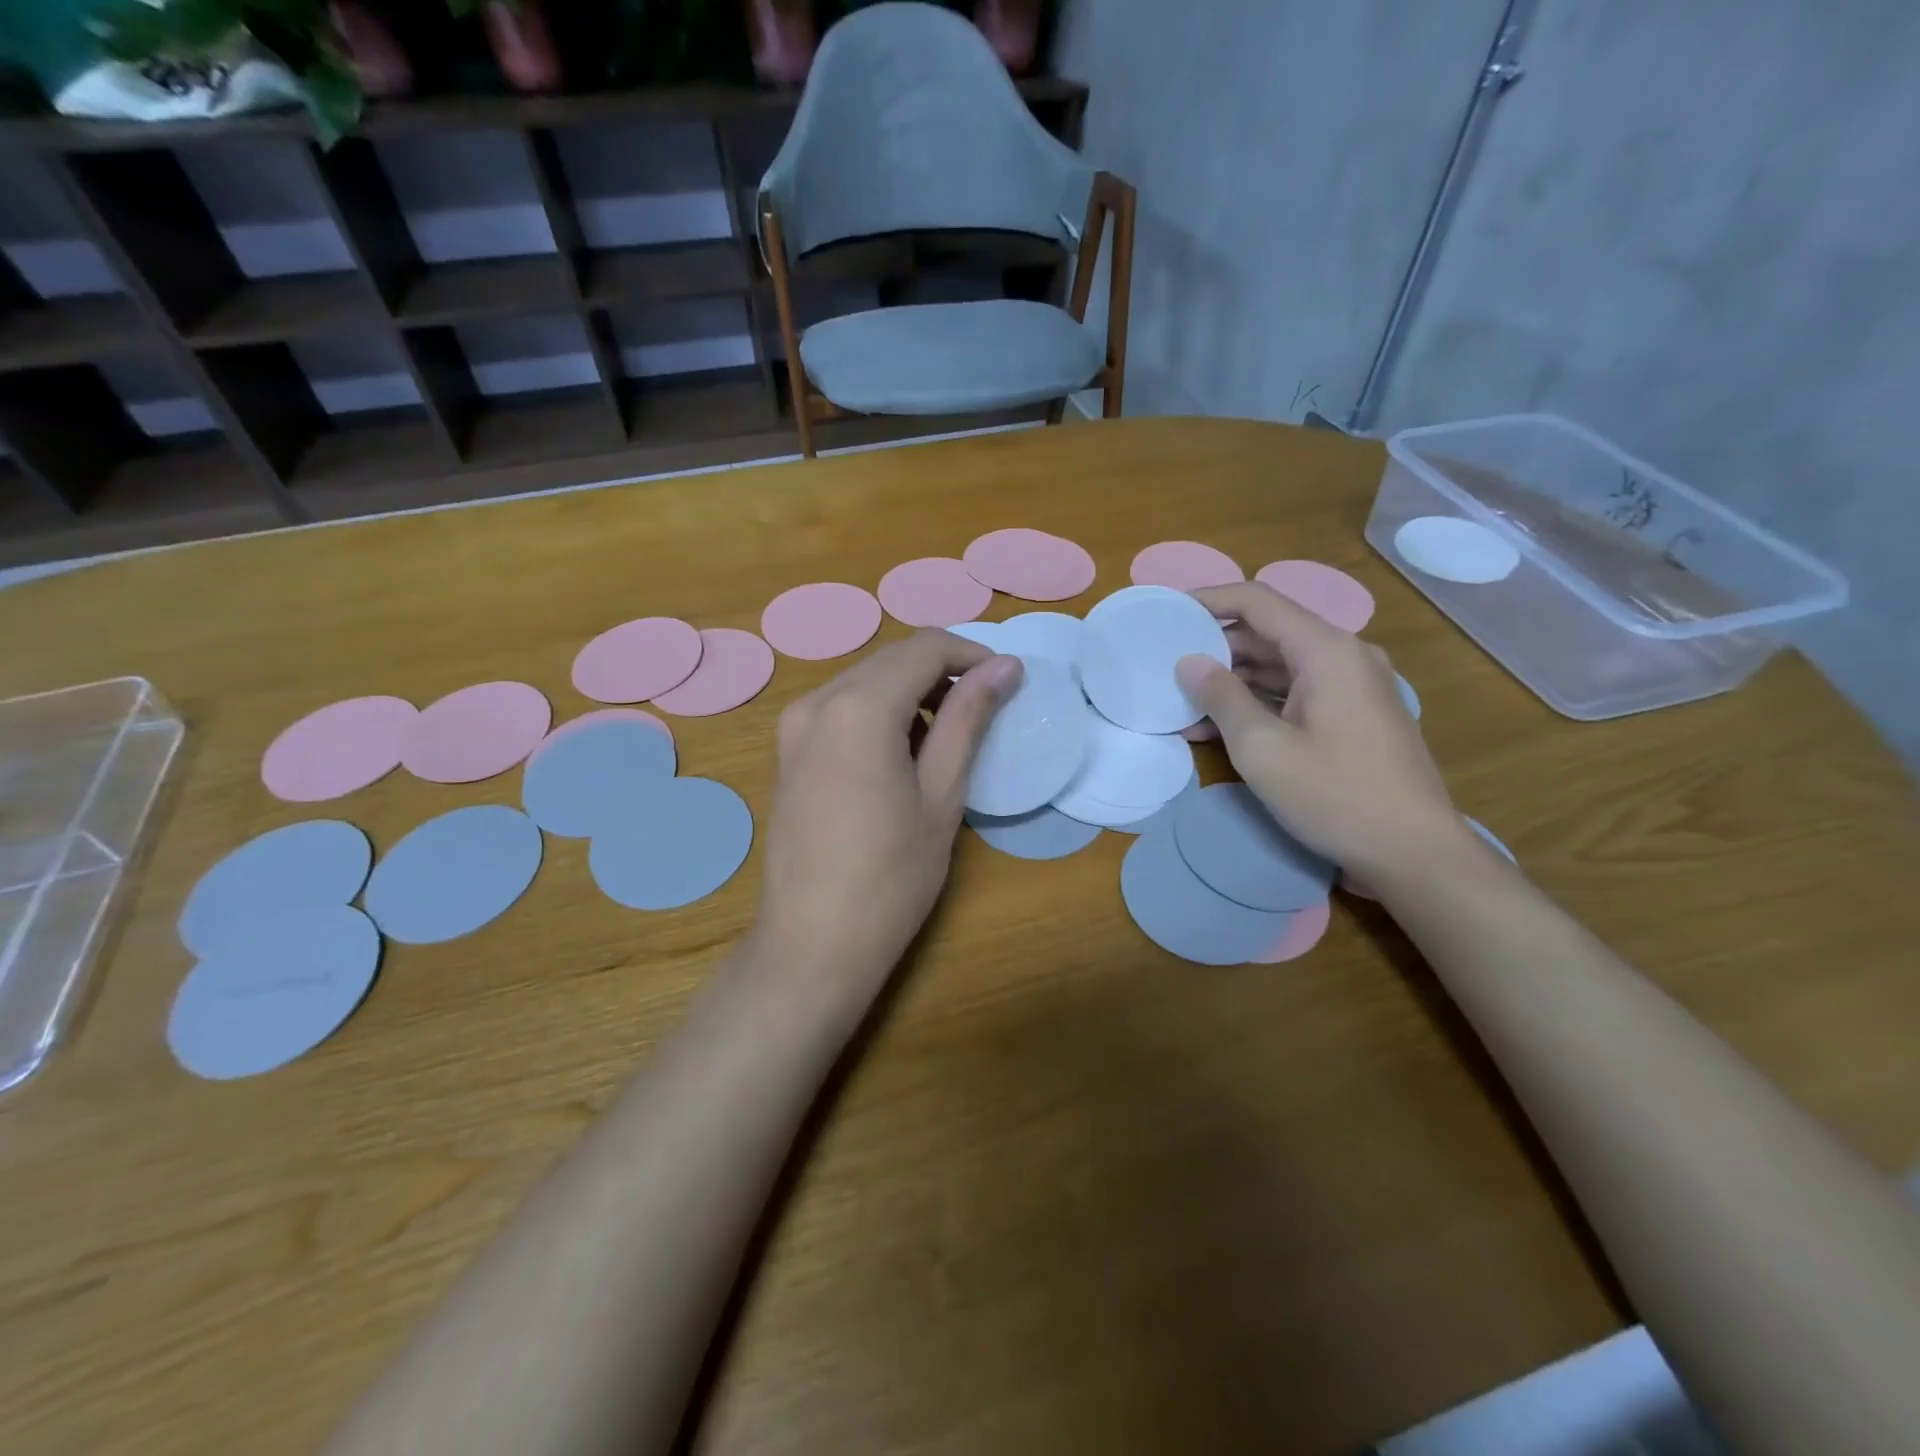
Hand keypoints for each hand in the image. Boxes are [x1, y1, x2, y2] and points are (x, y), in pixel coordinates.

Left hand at [753, 630, 1021, 1007]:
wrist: (813, 942)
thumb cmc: (891, 876)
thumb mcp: (942, 794)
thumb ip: (968, 719)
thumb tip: (1004, 666)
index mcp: (859, 707)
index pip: (925, 648)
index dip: (972, 655)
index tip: (1006, 681)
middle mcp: (817, 701)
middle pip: (892, 659)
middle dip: (942, 673)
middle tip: (981, 712)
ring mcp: (794, 726)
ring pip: (865, 681)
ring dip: (910, 693)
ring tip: (942, 741)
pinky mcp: (787, 751)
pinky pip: (840, 708)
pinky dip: (878, 713)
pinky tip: (898, 757)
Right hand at [1175, 582, 1467, 878]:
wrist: (1414, 853)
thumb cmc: (1335, 795)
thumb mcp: (1262, 749)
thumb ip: (1222, 698)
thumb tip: (1189, 662)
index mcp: (1327, 651)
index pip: (1258, 601)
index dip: (1209, 601)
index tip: (1168, 612)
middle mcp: (1344, 657)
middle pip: (1268, 633)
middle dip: (1215, 648)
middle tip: (1166, 666)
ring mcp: (1352, 688)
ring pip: (1280, 666)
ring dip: (1232, 682)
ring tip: (1183, 703)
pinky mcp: (1352, 716)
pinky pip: (1295, 694)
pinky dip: (1257, 703)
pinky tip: (1218, 728)